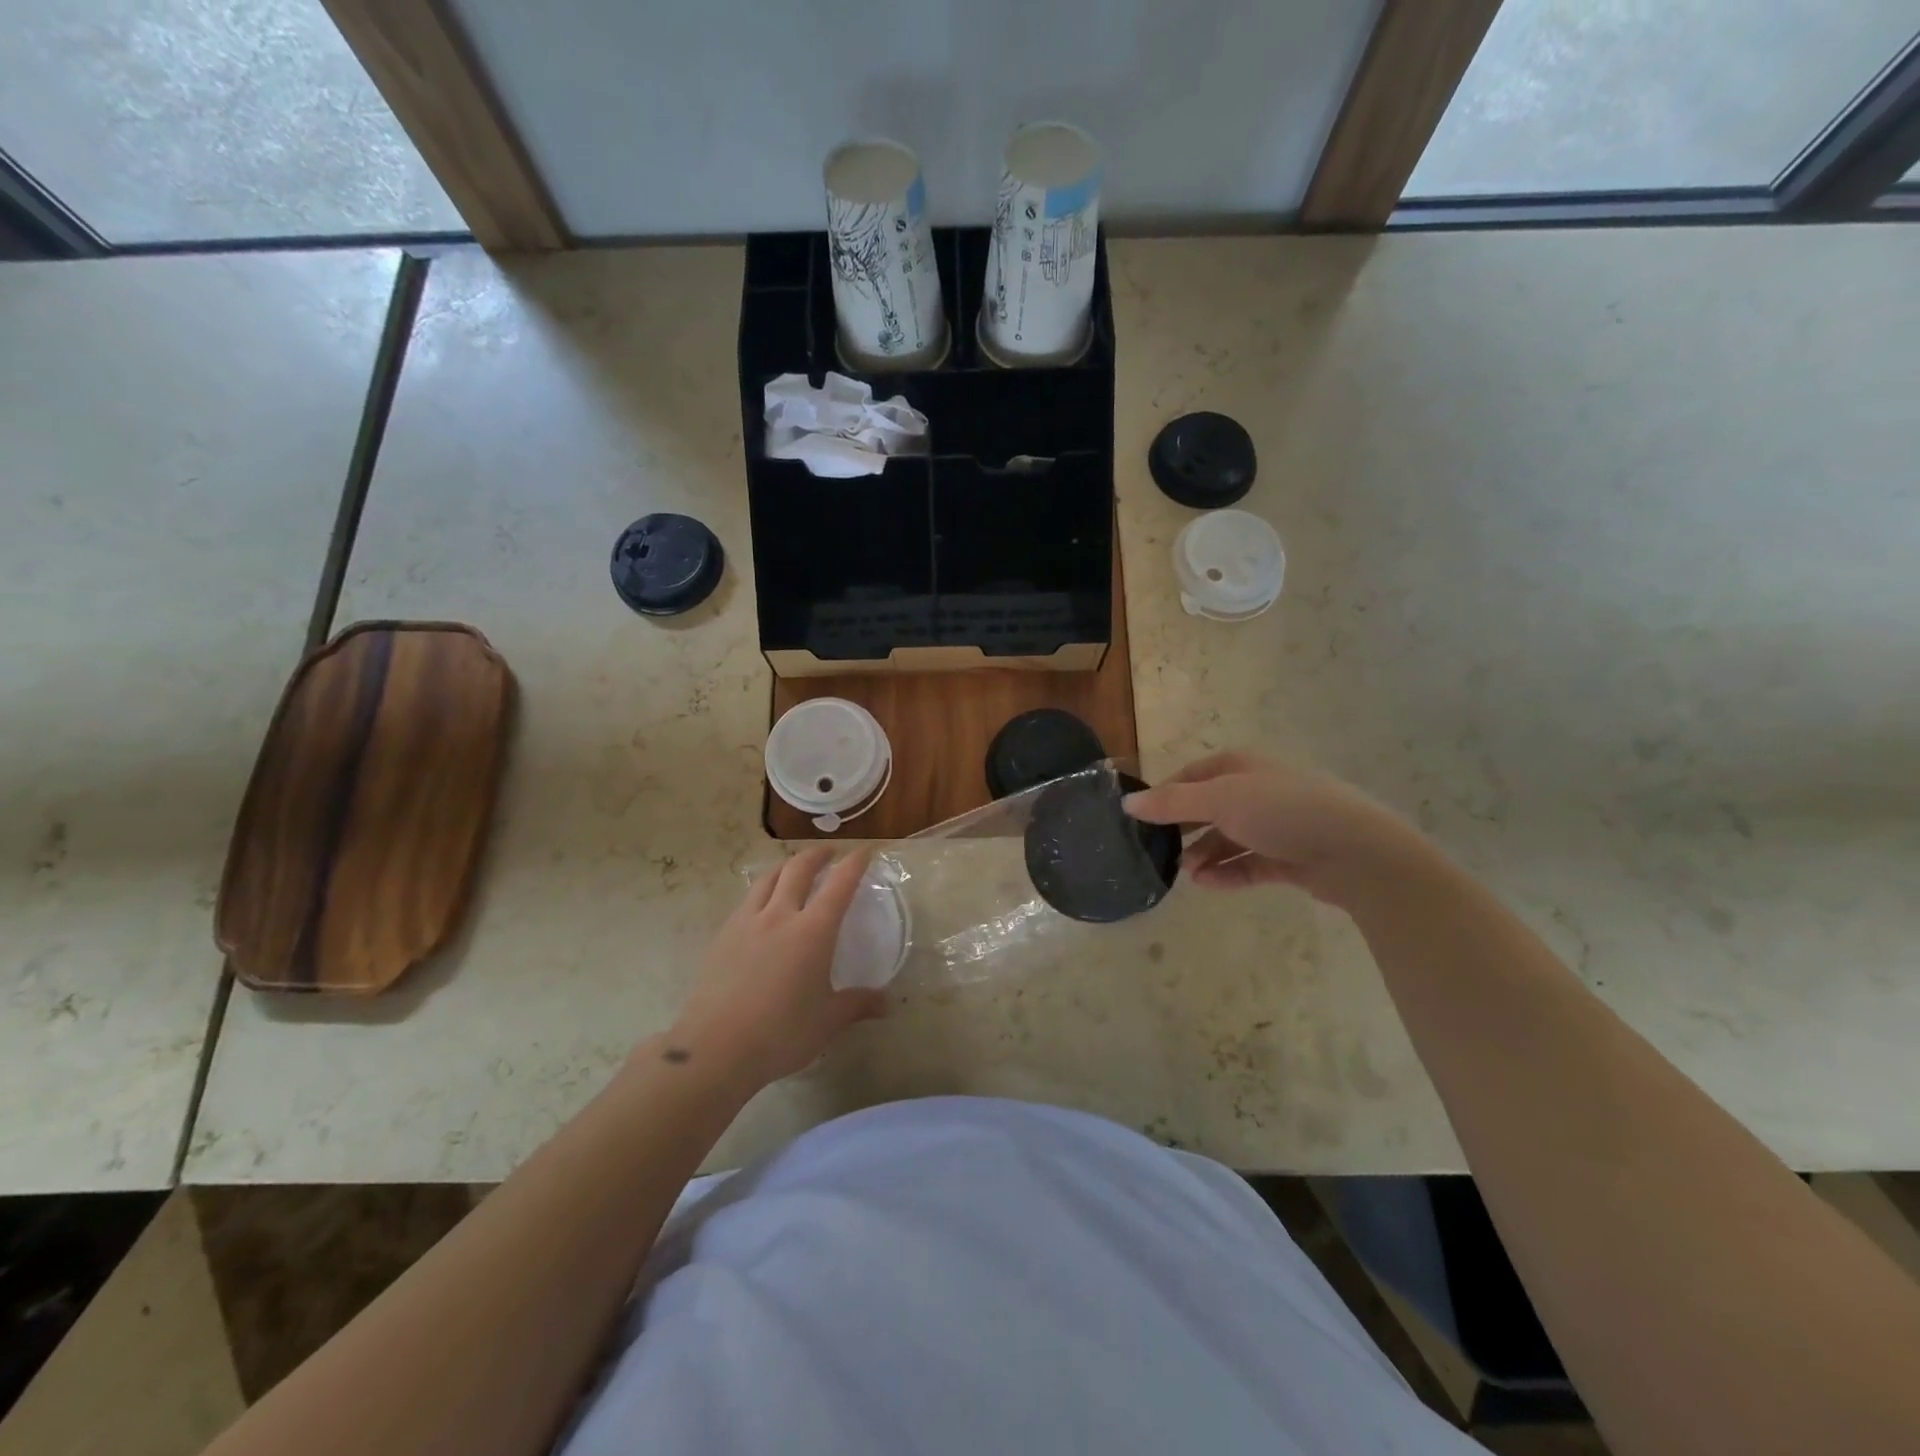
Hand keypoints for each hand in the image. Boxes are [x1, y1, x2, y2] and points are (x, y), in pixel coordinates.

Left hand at [666, 847, 885, 1090]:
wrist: (715, 1048)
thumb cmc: (781, 1033)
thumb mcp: (827, 1021)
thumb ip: (857, 1005)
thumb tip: (886, 1003)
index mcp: (813, 930)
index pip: (840, 884)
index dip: (854, 864)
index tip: (865, 851)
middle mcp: (780, 915)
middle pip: (798, 869)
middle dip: (817, 855)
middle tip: (829, 853)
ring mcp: (747, 922)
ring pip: (768, 878)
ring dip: (786, 866)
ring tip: (794, 868)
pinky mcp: (722, 936)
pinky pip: (747, 900)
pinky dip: (762, 891)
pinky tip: (763, 906)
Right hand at [1123, 752, 1420, 906]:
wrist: (1356, 852)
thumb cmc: (1282, 811)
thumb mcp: (1220, 800)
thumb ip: (1172, 803)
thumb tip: (1126, 802)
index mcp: (1242, 767)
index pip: (1194, 775)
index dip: (1167, 793)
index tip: (1143, 818)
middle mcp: (1259, 791)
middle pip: (1210, 807)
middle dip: (1185, 829)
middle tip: (1159, 850)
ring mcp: (1277, 825)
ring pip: (1229, 838)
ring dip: (1205, 854)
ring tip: (1186, 874)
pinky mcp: (1291, 857)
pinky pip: (1249, 864)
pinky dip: (1228, 873)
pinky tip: (1208, 885)